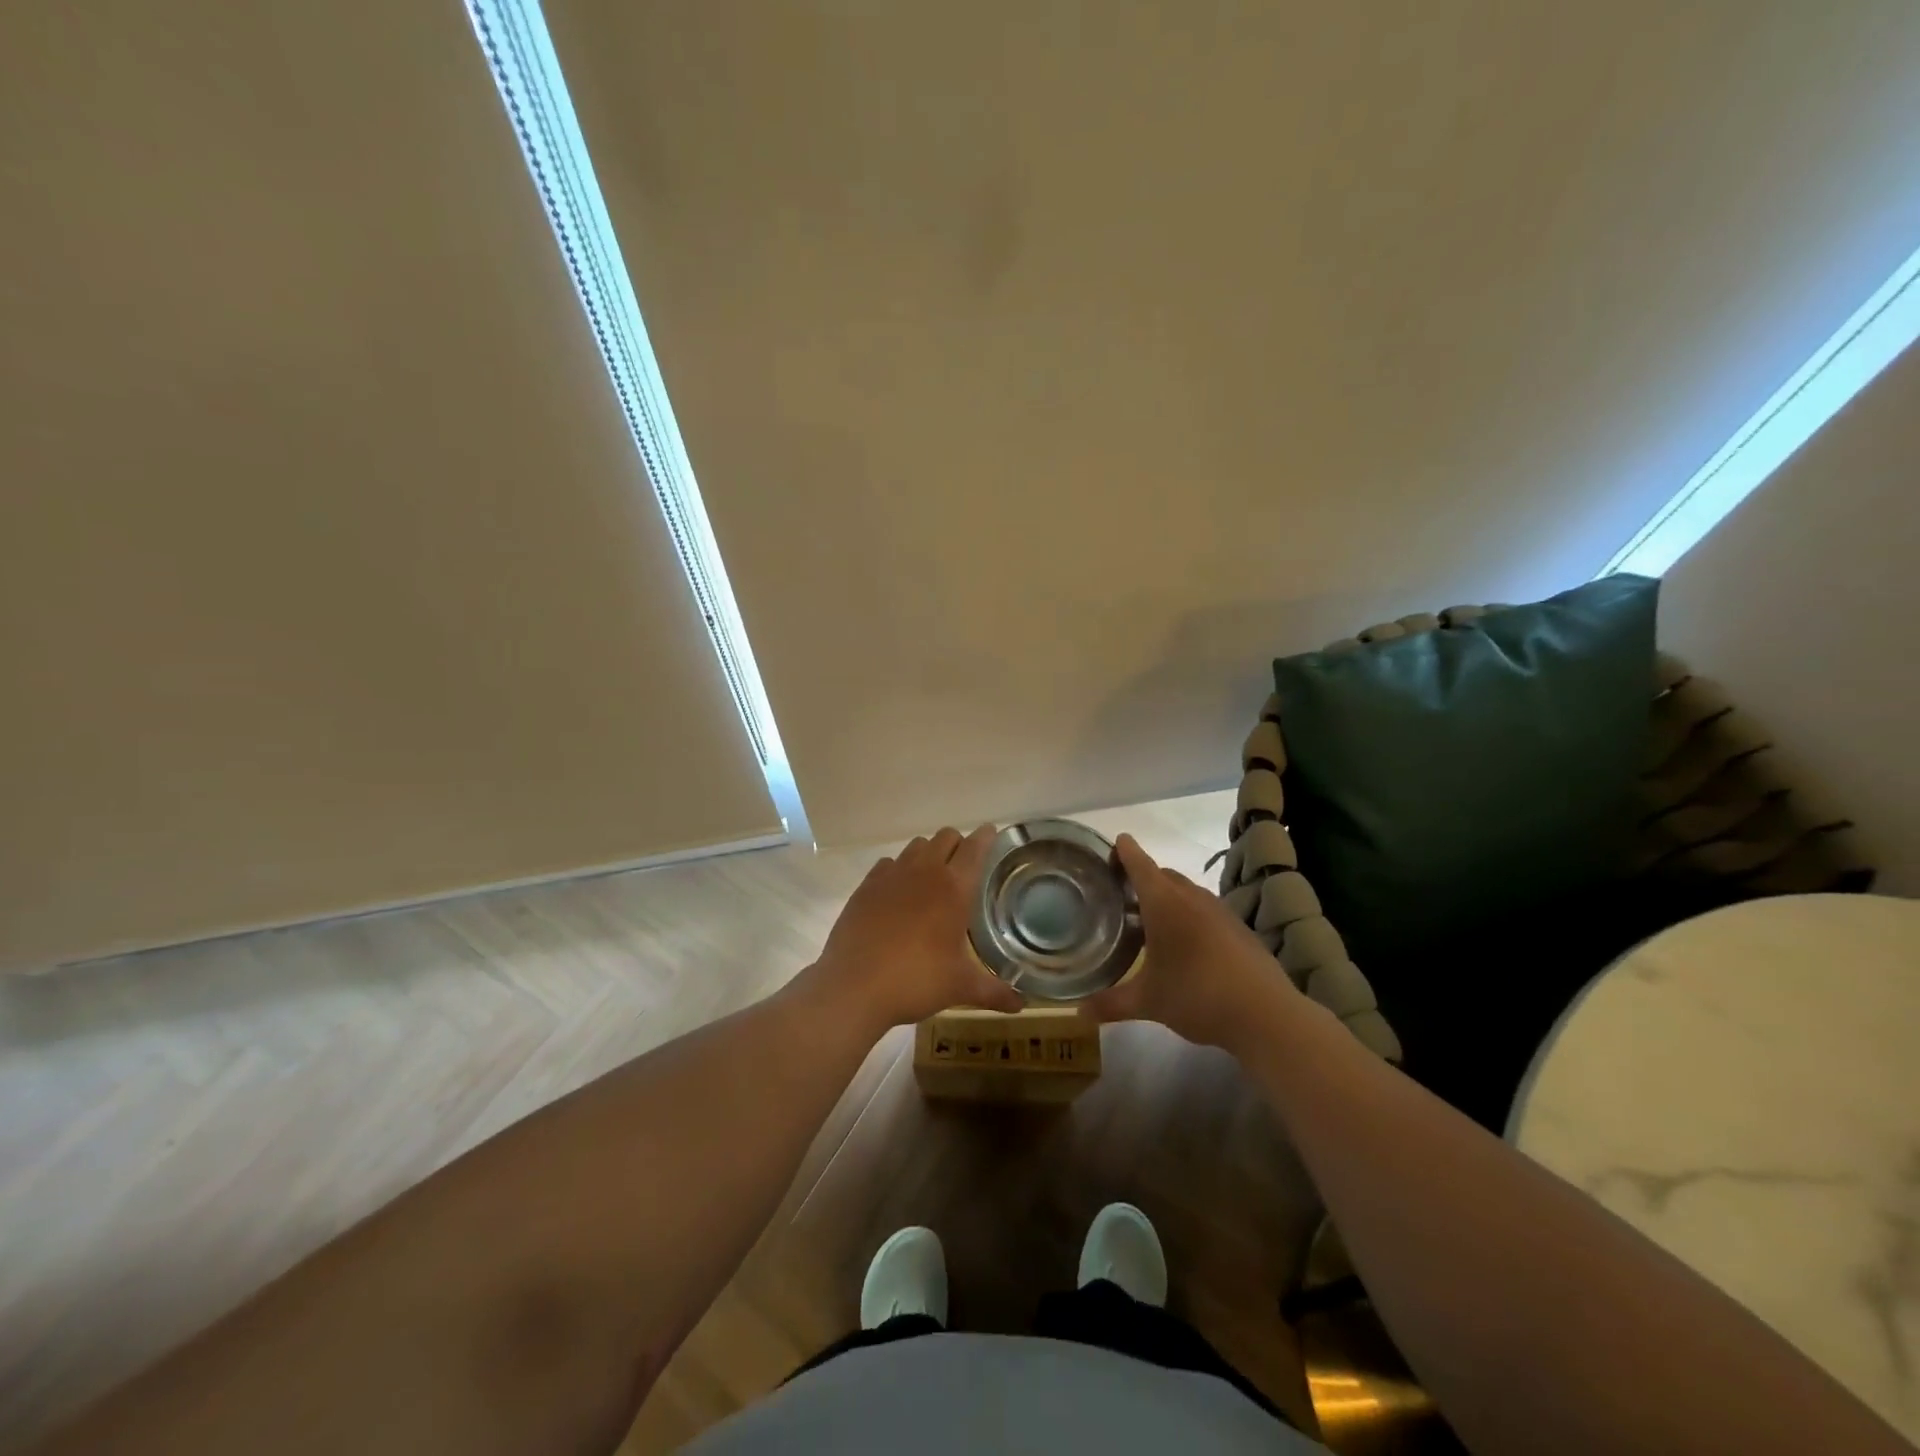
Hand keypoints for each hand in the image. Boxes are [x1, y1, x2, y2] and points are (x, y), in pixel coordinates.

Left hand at [806, 825, 1023, 1035]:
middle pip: (946, 836)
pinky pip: (888, 864)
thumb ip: (994, 991)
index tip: (992, 834)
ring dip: (929, 854)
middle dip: (958, 844)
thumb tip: (1022, 1005)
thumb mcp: (960, 987)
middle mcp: (925, 871)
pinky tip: (898, 893)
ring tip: (932, 879)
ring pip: (917, 846)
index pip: (976, 847)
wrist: (854, 986)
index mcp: (954, 888)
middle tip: (964, 865)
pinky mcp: (867, 885)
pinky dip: (898, 870)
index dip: (987, 837)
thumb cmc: (916, 981)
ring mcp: (892, 875)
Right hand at [1082, 834, 1304, 1053]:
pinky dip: (1189, 915)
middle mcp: (1191, 898)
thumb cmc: (1197, 995)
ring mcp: (1219, 911)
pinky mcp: (1238, 928)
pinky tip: (1185, 943)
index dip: (1125, 851)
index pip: (1139, 864)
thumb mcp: (1148, 1002)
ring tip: (1149, 918)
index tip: (1114, 843)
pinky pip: (1205, 910)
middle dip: (1142, 877)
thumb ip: (1111, 1003)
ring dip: (1167, 897)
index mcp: (1164, 903)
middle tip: (1121, 892)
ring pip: (1186, 892)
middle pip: (1163, 875)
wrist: (1266, 1013)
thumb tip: (1078, 1013)